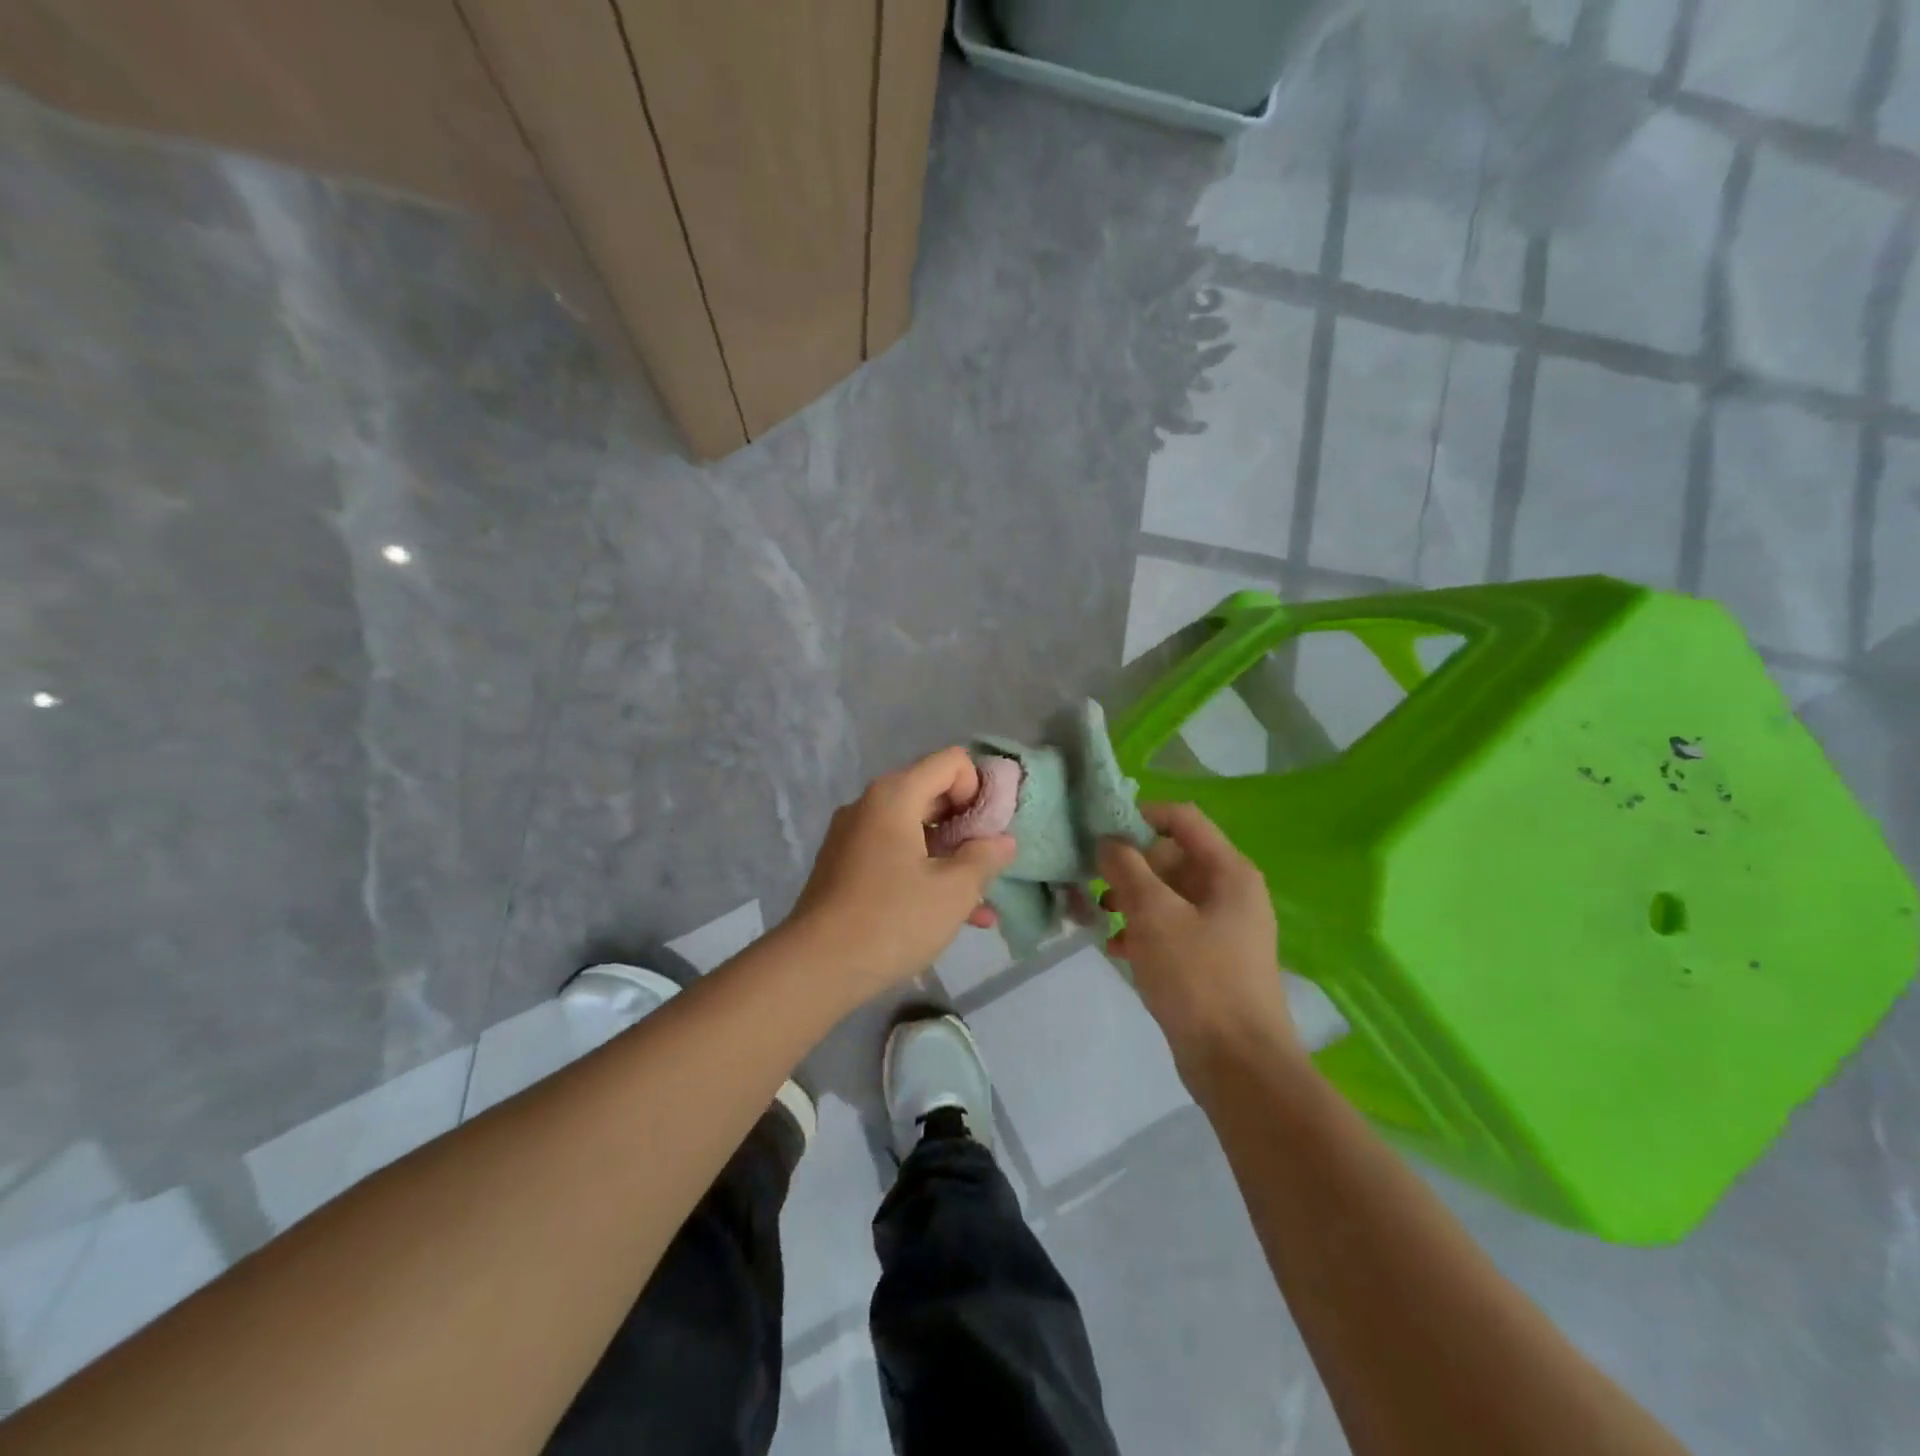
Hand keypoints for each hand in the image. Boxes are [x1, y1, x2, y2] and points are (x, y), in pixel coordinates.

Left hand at [788, 748, 1015, 1000]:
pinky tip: (953, 915)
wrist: (816, 967)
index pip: (952, 762)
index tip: (989, 831)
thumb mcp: (954, 890)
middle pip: (932, 794)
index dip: (979, 789)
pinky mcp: (845, 867)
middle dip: (968, 826)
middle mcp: (870, 805)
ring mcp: (853, 836)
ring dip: (951, 858)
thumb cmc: (892, 919)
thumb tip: (1002, 840)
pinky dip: (923, 873)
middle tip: (990, 864)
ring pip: (915, 831)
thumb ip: (985, 858)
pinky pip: (895, 855)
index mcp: (894, 795)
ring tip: (981, 900)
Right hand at [1098, 803, 1297, 1077]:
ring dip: (1131, 899)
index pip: (1182, 819)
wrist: (1238, 1064)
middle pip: (1172, 857)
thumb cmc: (1197, 977)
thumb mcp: (1154, 914)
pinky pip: (1171, 928)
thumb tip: (1108, 841)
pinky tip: (1113, 947)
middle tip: (1092, 880)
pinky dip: (1142, 930)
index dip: (1140, 816)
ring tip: (1097, 914)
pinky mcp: (1210, 959)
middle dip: (1130, 865)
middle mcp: (1229, 892)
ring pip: (1167, 895)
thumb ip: (1127, 868)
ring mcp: (1222, 927)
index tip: (1100, 832)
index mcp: (1228, 871)